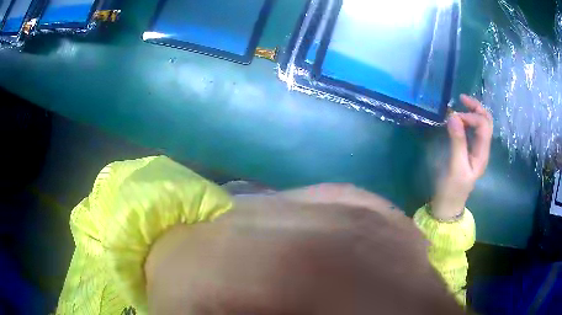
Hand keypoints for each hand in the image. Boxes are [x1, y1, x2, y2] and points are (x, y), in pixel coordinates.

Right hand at [432, 95, 492, 219]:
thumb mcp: (455, 166)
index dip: (471, 116)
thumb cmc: (452, 188)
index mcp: (482, 153)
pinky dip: (467, 120)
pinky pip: (472, 131)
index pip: (484, 125)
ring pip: (481, 124)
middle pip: (486, 122)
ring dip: (472, 112)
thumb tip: (454, 116)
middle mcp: (482, 148)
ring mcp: (476, 149)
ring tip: (459, 106)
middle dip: (476, 107)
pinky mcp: (469, 151)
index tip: (453, 117)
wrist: (448, 204)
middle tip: (461, 99)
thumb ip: (457, 142)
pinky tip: (458, 120)